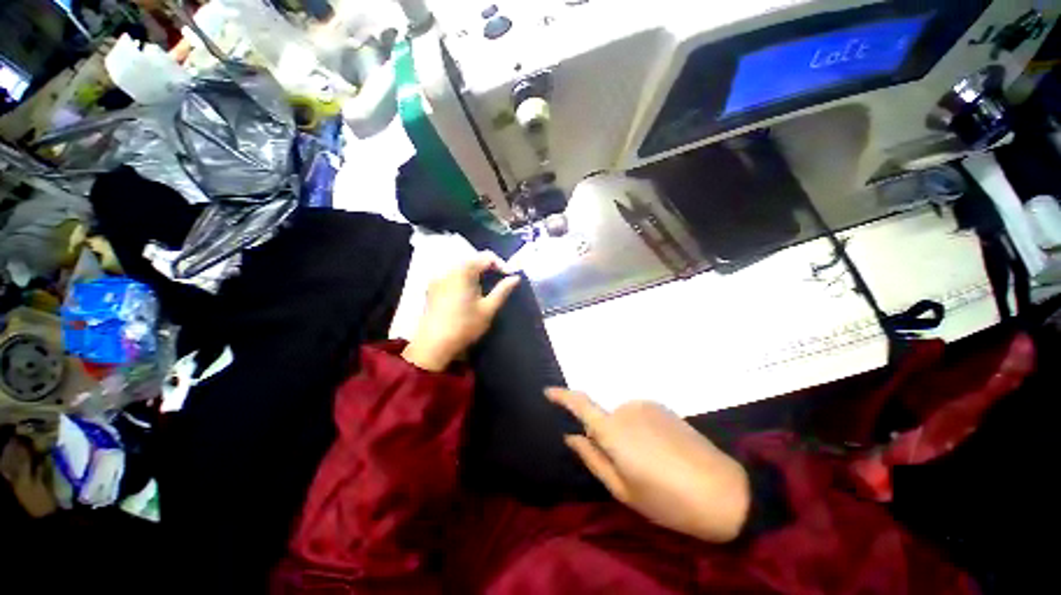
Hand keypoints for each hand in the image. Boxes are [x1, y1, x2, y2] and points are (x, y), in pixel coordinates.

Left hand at [402, 252, 520, 371]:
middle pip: (473, 260)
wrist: (433, 345)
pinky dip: (463, 278)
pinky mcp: (432, 287)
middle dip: (488, 268)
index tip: (509, 277)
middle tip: (499, 282)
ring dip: (476, 273)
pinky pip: (452, 275)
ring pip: (462, 267)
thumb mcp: (488, 309)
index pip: (487, 257)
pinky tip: (468, 293)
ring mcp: (438, 278)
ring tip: (485, 288)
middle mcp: (449, 269)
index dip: (501, 264)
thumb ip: (503, 290)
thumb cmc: (465, 326)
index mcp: (464, 271)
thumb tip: (515, 277)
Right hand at [547, 389, 750, 542]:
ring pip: (621, 419)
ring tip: (647, 464)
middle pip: (603, 419)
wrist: (724, 492)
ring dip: (623, 435)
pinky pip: (638, 416)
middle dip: (604, 437)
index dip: (561, 396)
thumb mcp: (623, 490)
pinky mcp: (662, 407)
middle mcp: (626, 409)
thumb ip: (592, 459)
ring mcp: (646, 405)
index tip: (547, 391)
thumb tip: (570, 437)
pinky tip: (660, 452)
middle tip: (624, 468)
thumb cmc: (667, 499)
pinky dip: (638, 431)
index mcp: (613, 430)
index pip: (580, 405)